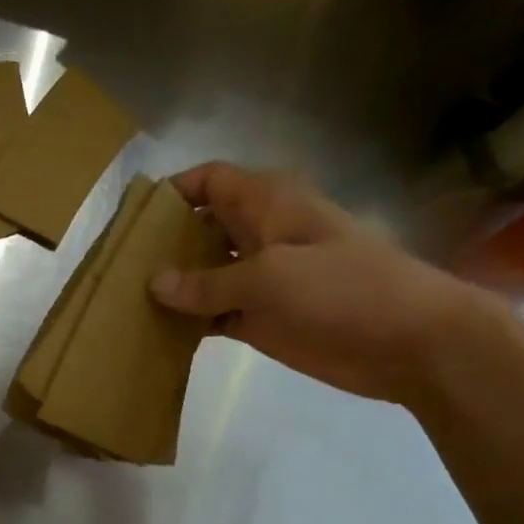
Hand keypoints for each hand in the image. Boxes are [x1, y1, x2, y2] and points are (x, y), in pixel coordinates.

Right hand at [149, 162, 500, 407]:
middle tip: (115, 267)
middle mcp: (259, 235)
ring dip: (172, 287)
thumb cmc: (344, 290)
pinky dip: (190, 322)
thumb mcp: (270, 278)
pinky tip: (156, 335)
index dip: (171, 192)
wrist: (408, 341)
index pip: (210, 182)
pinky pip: (215, 314)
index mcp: (267, 204)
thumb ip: (209, 282)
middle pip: (200, 228)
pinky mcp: (262, 319)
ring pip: (204, 275)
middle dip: (162, 243)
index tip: (130, 218)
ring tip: (124, 303)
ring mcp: (260, 280)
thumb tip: (154, 283)